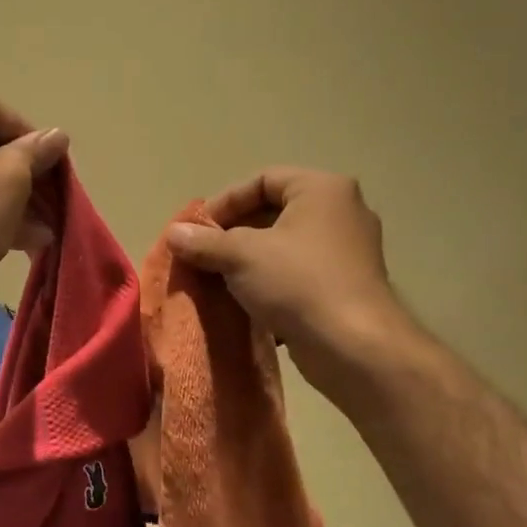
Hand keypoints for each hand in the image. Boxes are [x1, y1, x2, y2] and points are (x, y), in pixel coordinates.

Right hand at [167, 168, 413, 399]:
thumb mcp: (241, 255)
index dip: (224, 202)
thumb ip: (204, 241)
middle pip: (274, 213)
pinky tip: (245, 305)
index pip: (263, 180)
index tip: (197, 230)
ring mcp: (347, 252)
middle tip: (203, 255)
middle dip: (232, 235)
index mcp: (322, 190)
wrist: (353, 346)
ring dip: (248, 262)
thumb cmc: (298, 283)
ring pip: (284, 247)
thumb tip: (173, 233)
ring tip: (218, 281)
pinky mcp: (345, 287)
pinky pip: (297, 275)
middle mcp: (341, 212)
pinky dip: (269, 284)